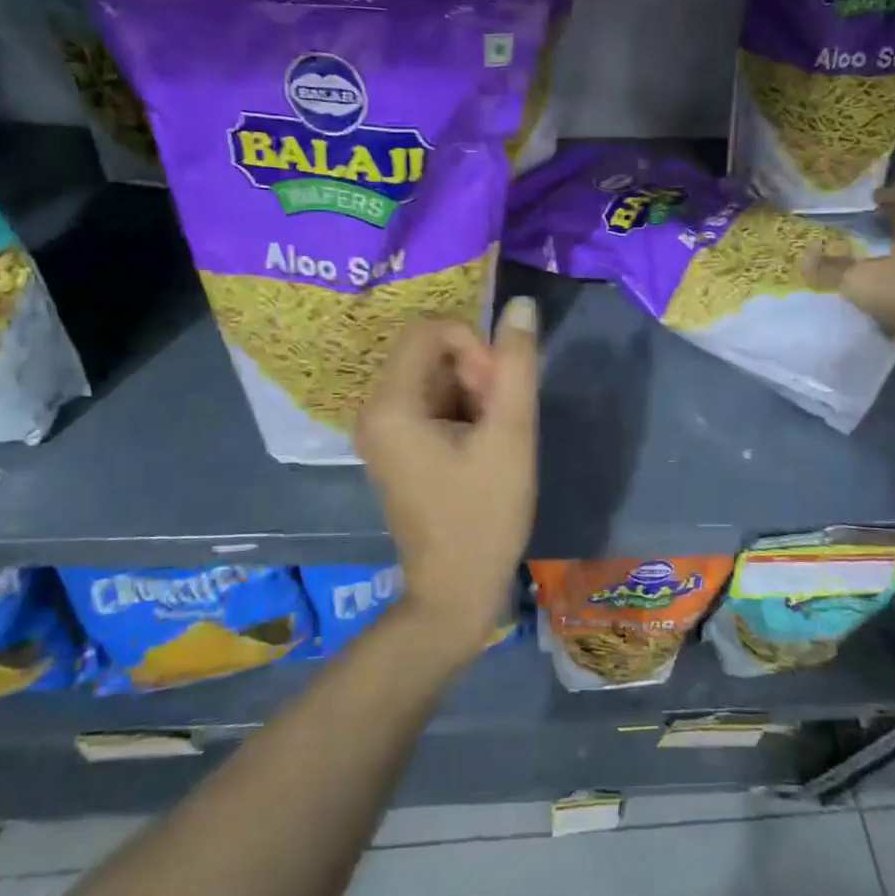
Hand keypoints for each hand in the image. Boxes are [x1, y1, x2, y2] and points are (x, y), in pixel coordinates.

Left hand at [355, 297, 539, 662]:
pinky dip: (461, 411)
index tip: (498, 390)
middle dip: (475, 372)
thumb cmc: (485, 515)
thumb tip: (520, 304)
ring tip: (493, 441)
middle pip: (430, 353)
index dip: (474, 345)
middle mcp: (374, 409)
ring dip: (473, 393)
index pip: (430, 329)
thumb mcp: (511, 436)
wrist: (456, 591)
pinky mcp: (396, 446)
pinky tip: (480, 449)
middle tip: (500, 420)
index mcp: (390, 404)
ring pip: (435, 377)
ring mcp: (382, 430)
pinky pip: (430, 403)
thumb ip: (516, 365)